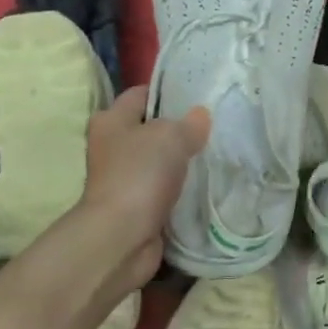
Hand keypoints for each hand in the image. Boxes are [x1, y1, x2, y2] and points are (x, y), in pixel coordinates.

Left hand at [75, 86, 209, 298]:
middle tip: (215, 126)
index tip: (200, 96)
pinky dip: (182, 187)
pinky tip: (207, 184)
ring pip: (160, 160)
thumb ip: (190, 123)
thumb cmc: (140, 174)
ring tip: (216, 154)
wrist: (122, 235)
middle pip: (151, 129)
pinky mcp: (137, 205)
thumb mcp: (171, 136)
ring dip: (182, 161)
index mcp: (111, 120)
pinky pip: (165, 188)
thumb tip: (200, 115)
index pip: (141, 95)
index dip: (169, 92)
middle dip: (180, 128)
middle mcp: (112, 146)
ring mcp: (123, 177)